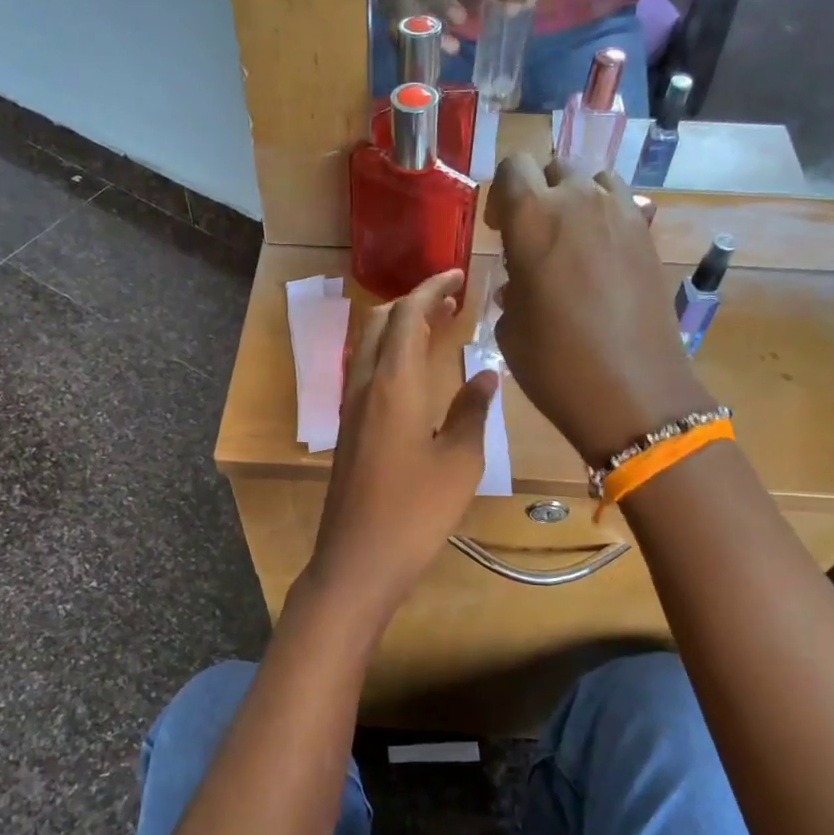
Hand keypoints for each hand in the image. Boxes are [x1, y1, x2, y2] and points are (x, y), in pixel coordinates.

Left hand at [309, 271, 498, 620]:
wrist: (358, 559)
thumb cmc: (416, 511)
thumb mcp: (459, 460)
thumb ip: (472, 411)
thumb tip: (485, 374)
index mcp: (393, 384)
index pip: (406, 315)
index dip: (431, 288)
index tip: (458, 275)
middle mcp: (364, 386)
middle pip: (379, 322)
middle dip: (412, 302)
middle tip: (450, 302)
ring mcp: (350, 409)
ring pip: (368, 347)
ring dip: (398, 328)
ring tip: (435, 330)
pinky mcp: (348, 431)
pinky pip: (366, 373)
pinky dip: (389, 355)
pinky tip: (414, 375)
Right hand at [487, 156, 712, 463]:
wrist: (633, 393)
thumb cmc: (555, 364)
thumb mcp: (511, 328)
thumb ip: (512, 287)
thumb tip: (521, 279)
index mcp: (534, 218)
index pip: (512, 168)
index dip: (502, 194)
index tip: (500, 228)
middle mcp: (580, 202)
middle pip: (556, 167)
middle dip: (540, 192)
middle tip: (534, 235)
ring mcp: (622, 216)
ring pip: (595, 181)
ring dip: (577, 200)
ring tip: (571, 243)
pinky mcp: (649, 238)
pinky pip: (622, 208)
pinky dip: (605, 221)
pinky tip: (599, 261)